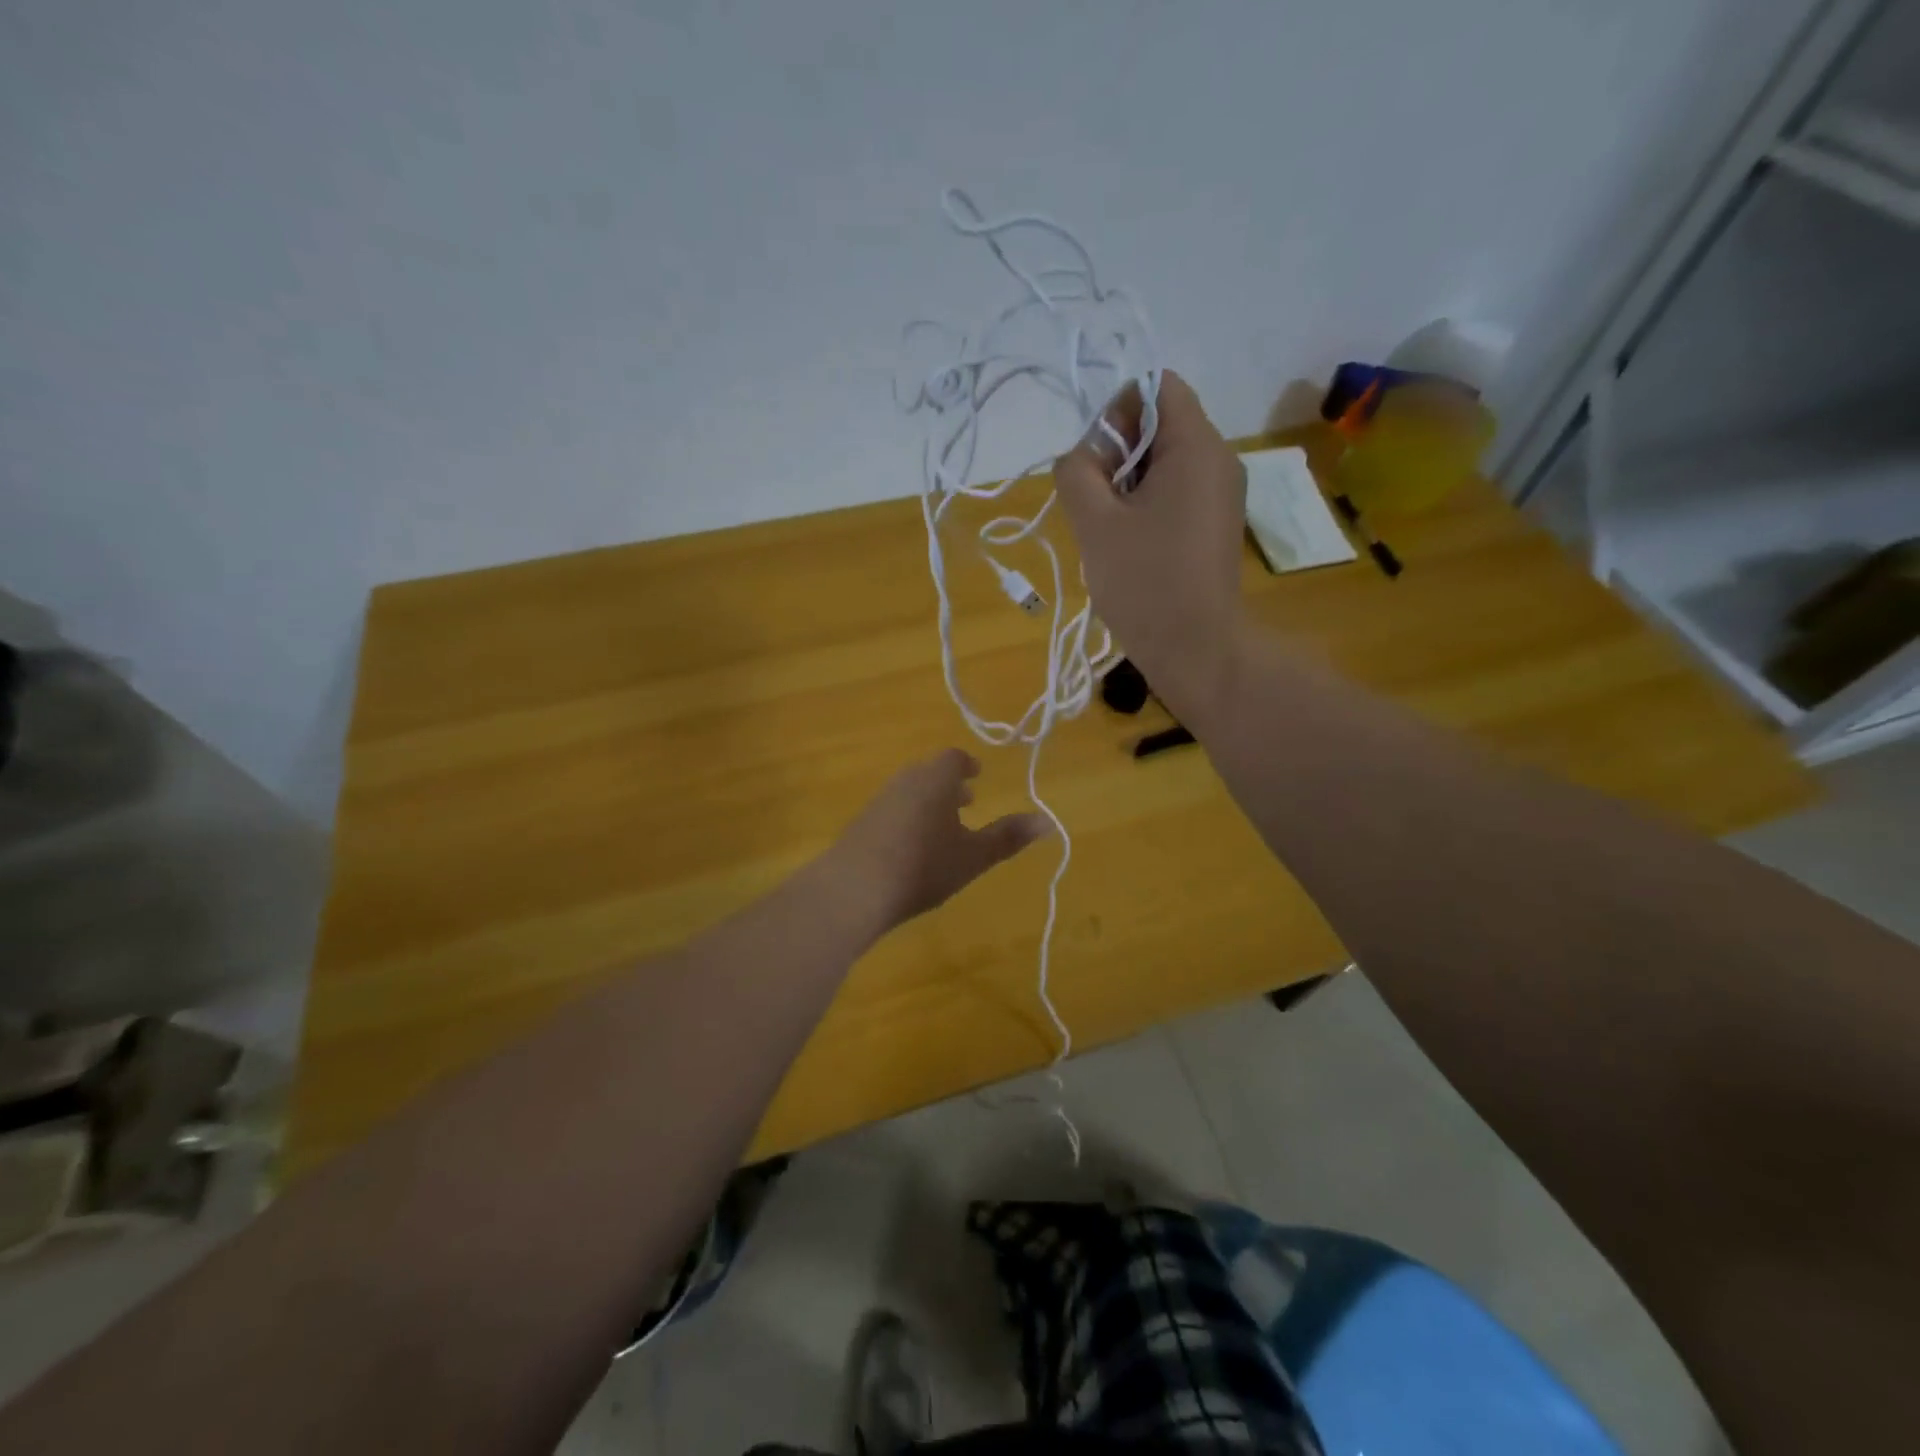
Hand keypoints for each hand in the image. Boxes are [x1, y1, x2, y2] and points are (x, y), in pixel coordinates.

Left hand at [825, 749, 1049, 933]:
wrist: (853, 888)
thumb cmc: (923, 866)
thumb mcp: (973, 856)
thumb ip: (1008, 837)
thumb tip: (1048, 821)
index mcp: (935, 779)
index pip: (953, 758)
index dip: (968, 765)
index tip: (978, 776)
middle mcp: (905, 780)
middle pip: (929, 772)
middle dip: (949, 785)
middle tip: (967, 801)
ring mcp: (878, 800)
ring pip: (909, 790)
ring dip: (928, 801)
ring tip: (942, 827)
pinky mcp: (860, 822)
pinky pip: (891, 809)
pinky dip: (908, 816)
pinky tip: (911, 847)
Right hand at [1053, 370, 1248, 723]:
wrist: (1196, 648)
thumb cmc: (1145, 581)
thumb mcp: (1095, 522)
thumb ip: (1076, 472)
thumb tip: (1081, 457)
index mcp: (1196, 446)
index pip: (1156, 387)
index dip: (1116, 412)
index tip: (1095, 462)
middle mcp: (1218, 459)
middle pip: (1159, 424)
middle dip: (1117, 453)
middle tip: (1094, 502)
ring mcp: (1221, 494)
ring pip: (1164, 463)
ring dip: (1127, 485)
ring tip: (1108, 529)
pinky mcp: (1215, 525)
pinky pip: (1176, 493)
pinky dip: (1146, 506)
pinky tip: (1129, 545)